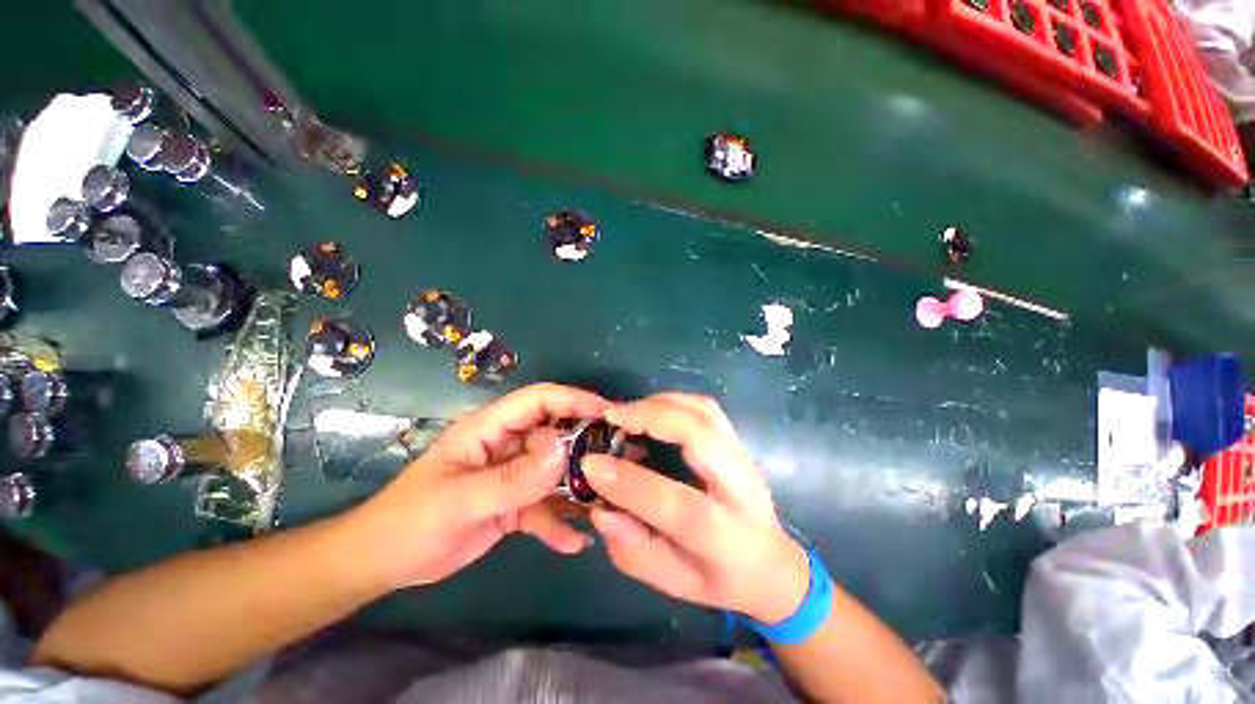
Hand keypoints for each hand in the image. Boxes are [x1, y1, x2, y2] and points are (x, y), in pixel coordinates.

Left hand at [349, 383, 610, 589]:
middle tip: (623, 458)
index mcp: (490, 428)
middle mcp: (508, 445)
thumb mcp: (461, 500)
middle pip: (556, 434)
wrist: (384, 564)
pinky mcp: (514, 503)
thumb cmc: (411, 521)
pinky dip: (559, 523)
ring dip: (580, 486)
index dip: (574, 399)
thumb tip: (564, 451)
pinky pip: (545, 507)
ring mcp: (513, 475)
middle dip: (588, 444)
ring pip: (556, 472)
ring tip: (610, 502)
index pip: (539, 400)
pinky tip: (575, 543)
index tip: (608, 413)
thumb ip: (514, 478)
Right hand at [583, 393, 809, 623]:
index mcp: (724, 536)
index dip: (629, 482)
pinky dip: (673, 400)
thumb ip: (632, 548)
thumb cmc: (719, 578)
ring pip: (704, 412)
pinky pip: (706, 408)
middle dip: (650, 418)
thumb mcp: (671, 581)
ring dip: (659, 404)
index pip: (677, 504)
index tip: (590, 463)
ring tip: (624, 412)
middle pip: (701, 436)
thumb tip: (599, 509)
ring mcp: (743, 457)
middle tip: (610, 417)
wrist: (771, 563)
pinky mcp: (737, 441)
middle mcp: (741, 488)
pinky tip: (649, 408)